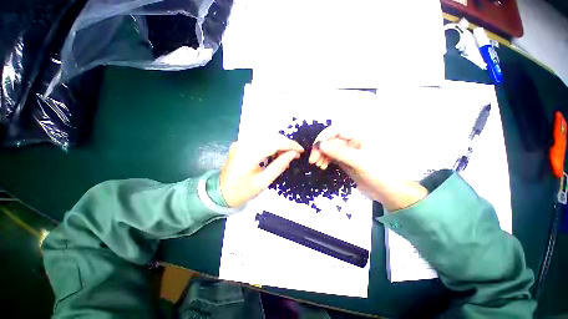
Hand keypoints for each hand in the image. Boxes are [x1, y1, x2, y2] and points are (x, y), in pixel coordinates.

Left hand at [220, 135, 303, 206]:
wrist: (221, 193)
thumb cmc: (243, 191)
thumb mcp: (263, 182)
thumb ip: (279, 165)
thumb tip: (293, 154)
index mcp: (249, 154)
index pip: (274, 143)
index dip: (290, 145)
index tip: (301, 150)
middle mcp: (244, 143)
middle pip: (271, 136)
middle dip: (285, 143)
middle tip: (294, 154)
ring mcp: (241, 142)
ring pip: (266, 136)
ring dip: (279, 143)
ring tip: (285, 155)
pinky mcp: (240, 144)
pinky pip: (259, 140)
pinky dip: (270, 144)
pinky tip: (274, 154)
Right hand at [309, 126, 427, 210]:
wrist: (388, 192)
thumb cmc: (379, 174)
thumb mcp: (359, 162)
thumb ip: (339, 152)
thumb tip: (320, 145)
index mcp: (359, 136)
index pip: (337, 130)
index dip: (324, 136)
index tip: (316, 147)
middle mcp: (352, 141)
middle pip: (331, 140)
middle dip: (320, 149)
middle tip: (313, 160)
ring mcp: (348, 152)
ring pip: (329, 149)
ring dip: (321, 155)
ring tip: (317, 165)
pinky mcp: (345, 161)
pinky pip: (331, 157)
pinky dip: (325, 160)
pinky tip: (322, 166)